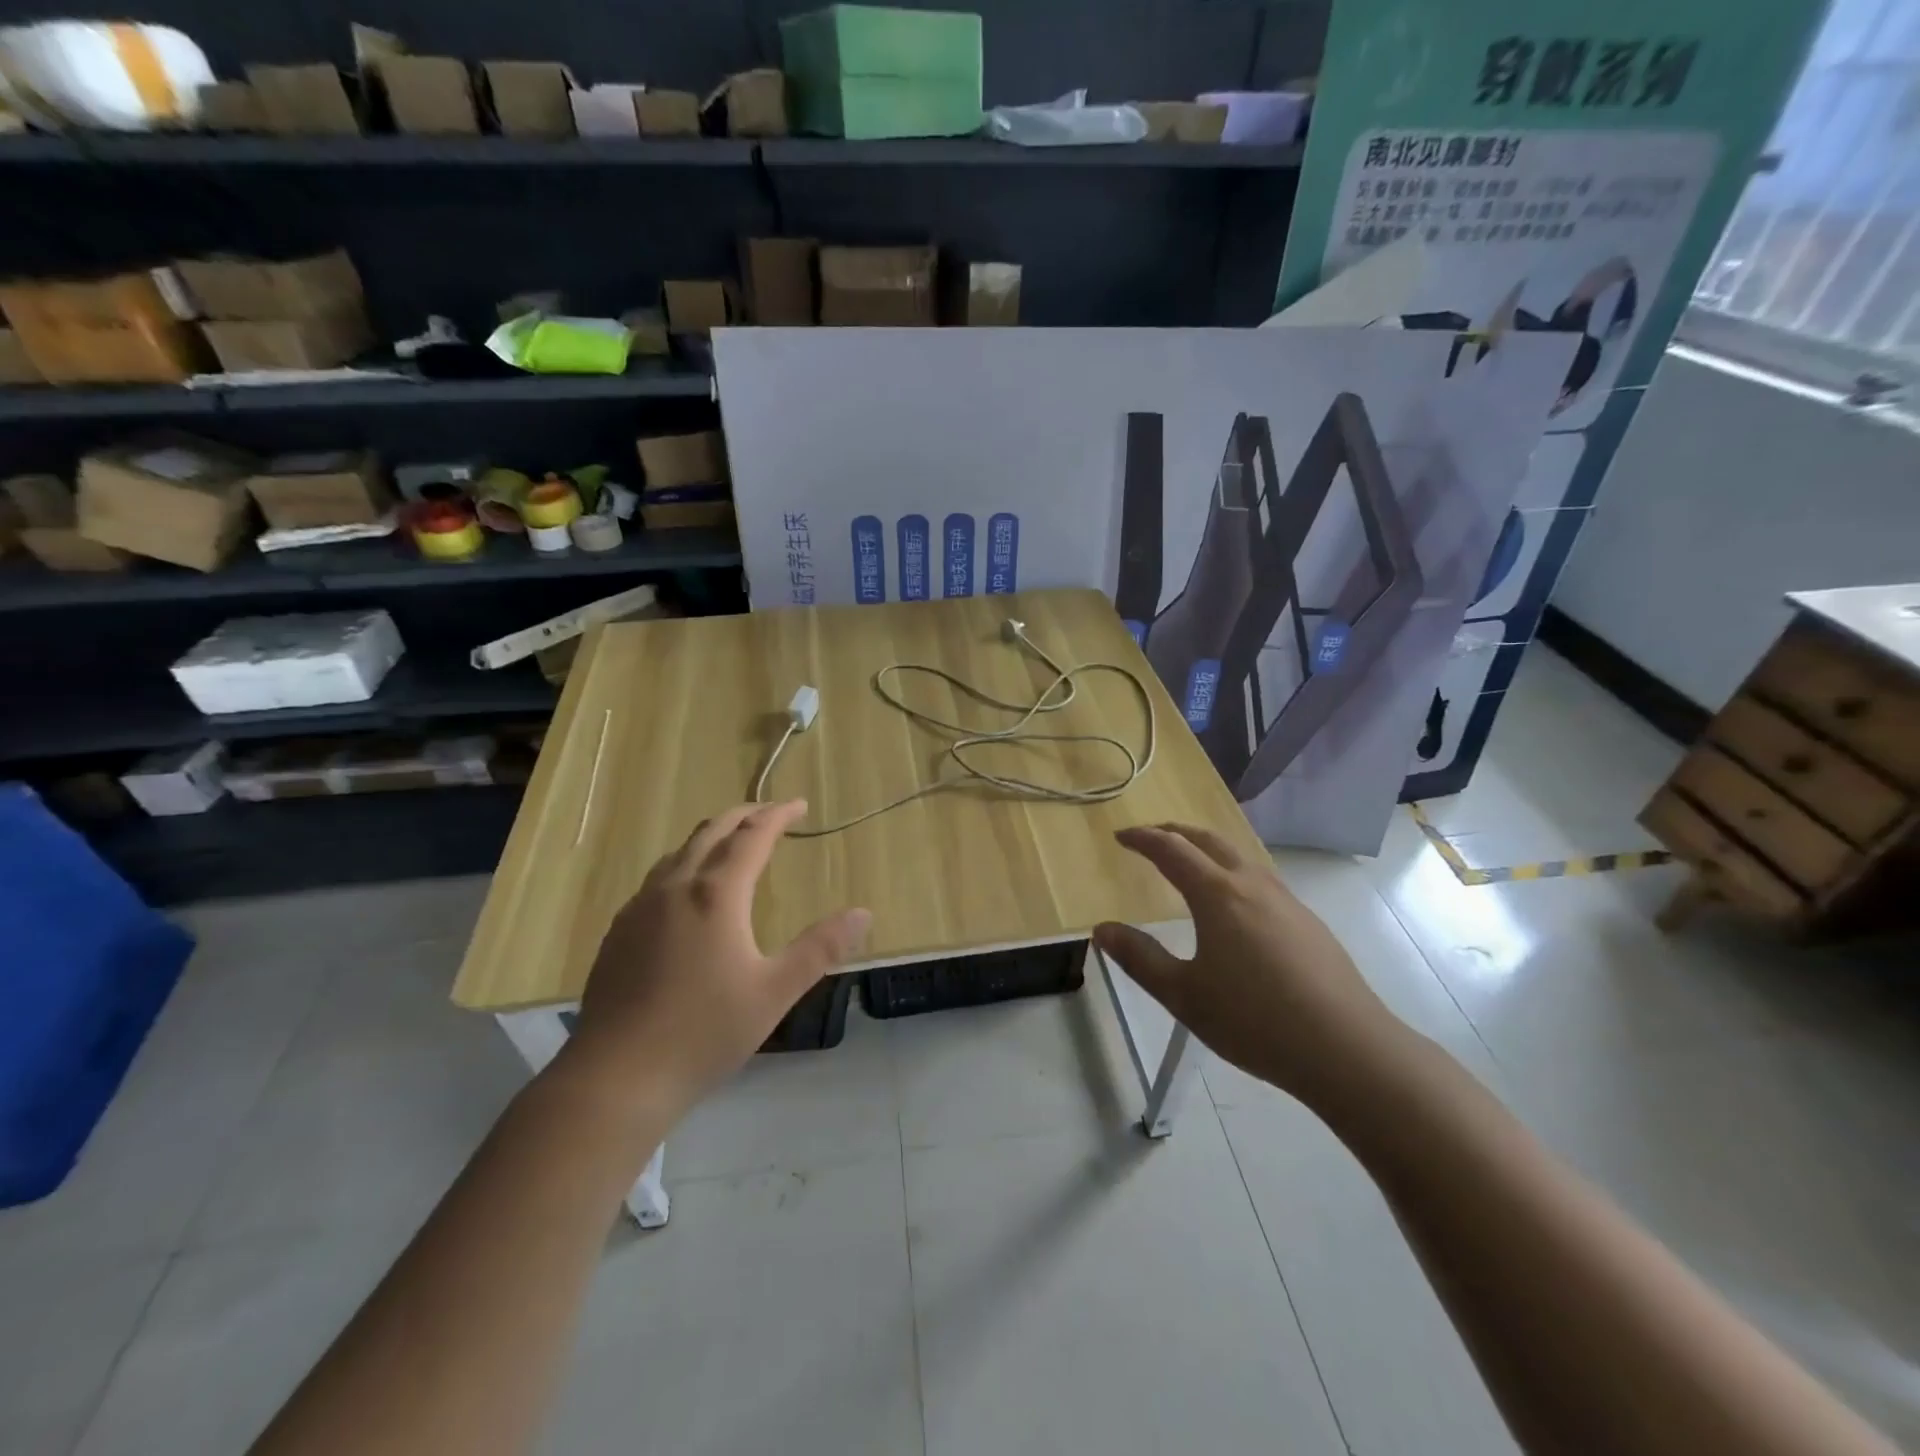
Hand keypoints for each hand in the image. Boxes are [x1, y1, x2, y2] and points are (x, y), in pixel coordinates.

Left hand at [566, 800, 870, 1117]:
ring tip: (733, 844)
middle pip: (711, 832)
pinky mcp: (619, 931)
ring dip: (712, 837)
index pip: (752, 836)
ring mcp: (640, 908)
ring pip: (679, 852)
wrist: (615, 1078)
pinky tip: (688, 894)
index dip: (778, 815)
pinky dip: (685, 864)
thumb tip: (863, 913)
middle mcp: (674, 888)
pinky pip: (658, 878)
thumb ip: (820, 948)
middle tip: (770, 814)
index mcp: (715, 894)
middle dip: (744, 815)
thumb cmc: (703, 1033)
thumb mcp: (774, 992)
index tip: (798, 805)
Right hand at [1093, 824, 1403, 1107]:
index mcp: (1218, 895)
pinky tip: (1235, 905)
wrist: (1347, 1048)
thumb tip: (1102, 930)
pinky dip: (1233, 872)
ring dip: (1207, 848)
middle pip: (1209, 840)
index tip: (1120, 836)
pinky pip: (1260, 879)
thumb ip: (1139, 958)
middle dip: (1175, 832)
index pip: (1171, 849)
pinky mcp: (1308, 923)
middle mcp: (1252, 885)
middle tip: (1151, 836)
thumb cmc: (1254, 1020)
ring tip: (1189, 863)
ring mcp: (1286, 901)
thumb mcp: (1183, 995)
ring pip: (1240, 857)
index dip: (1143, 838)